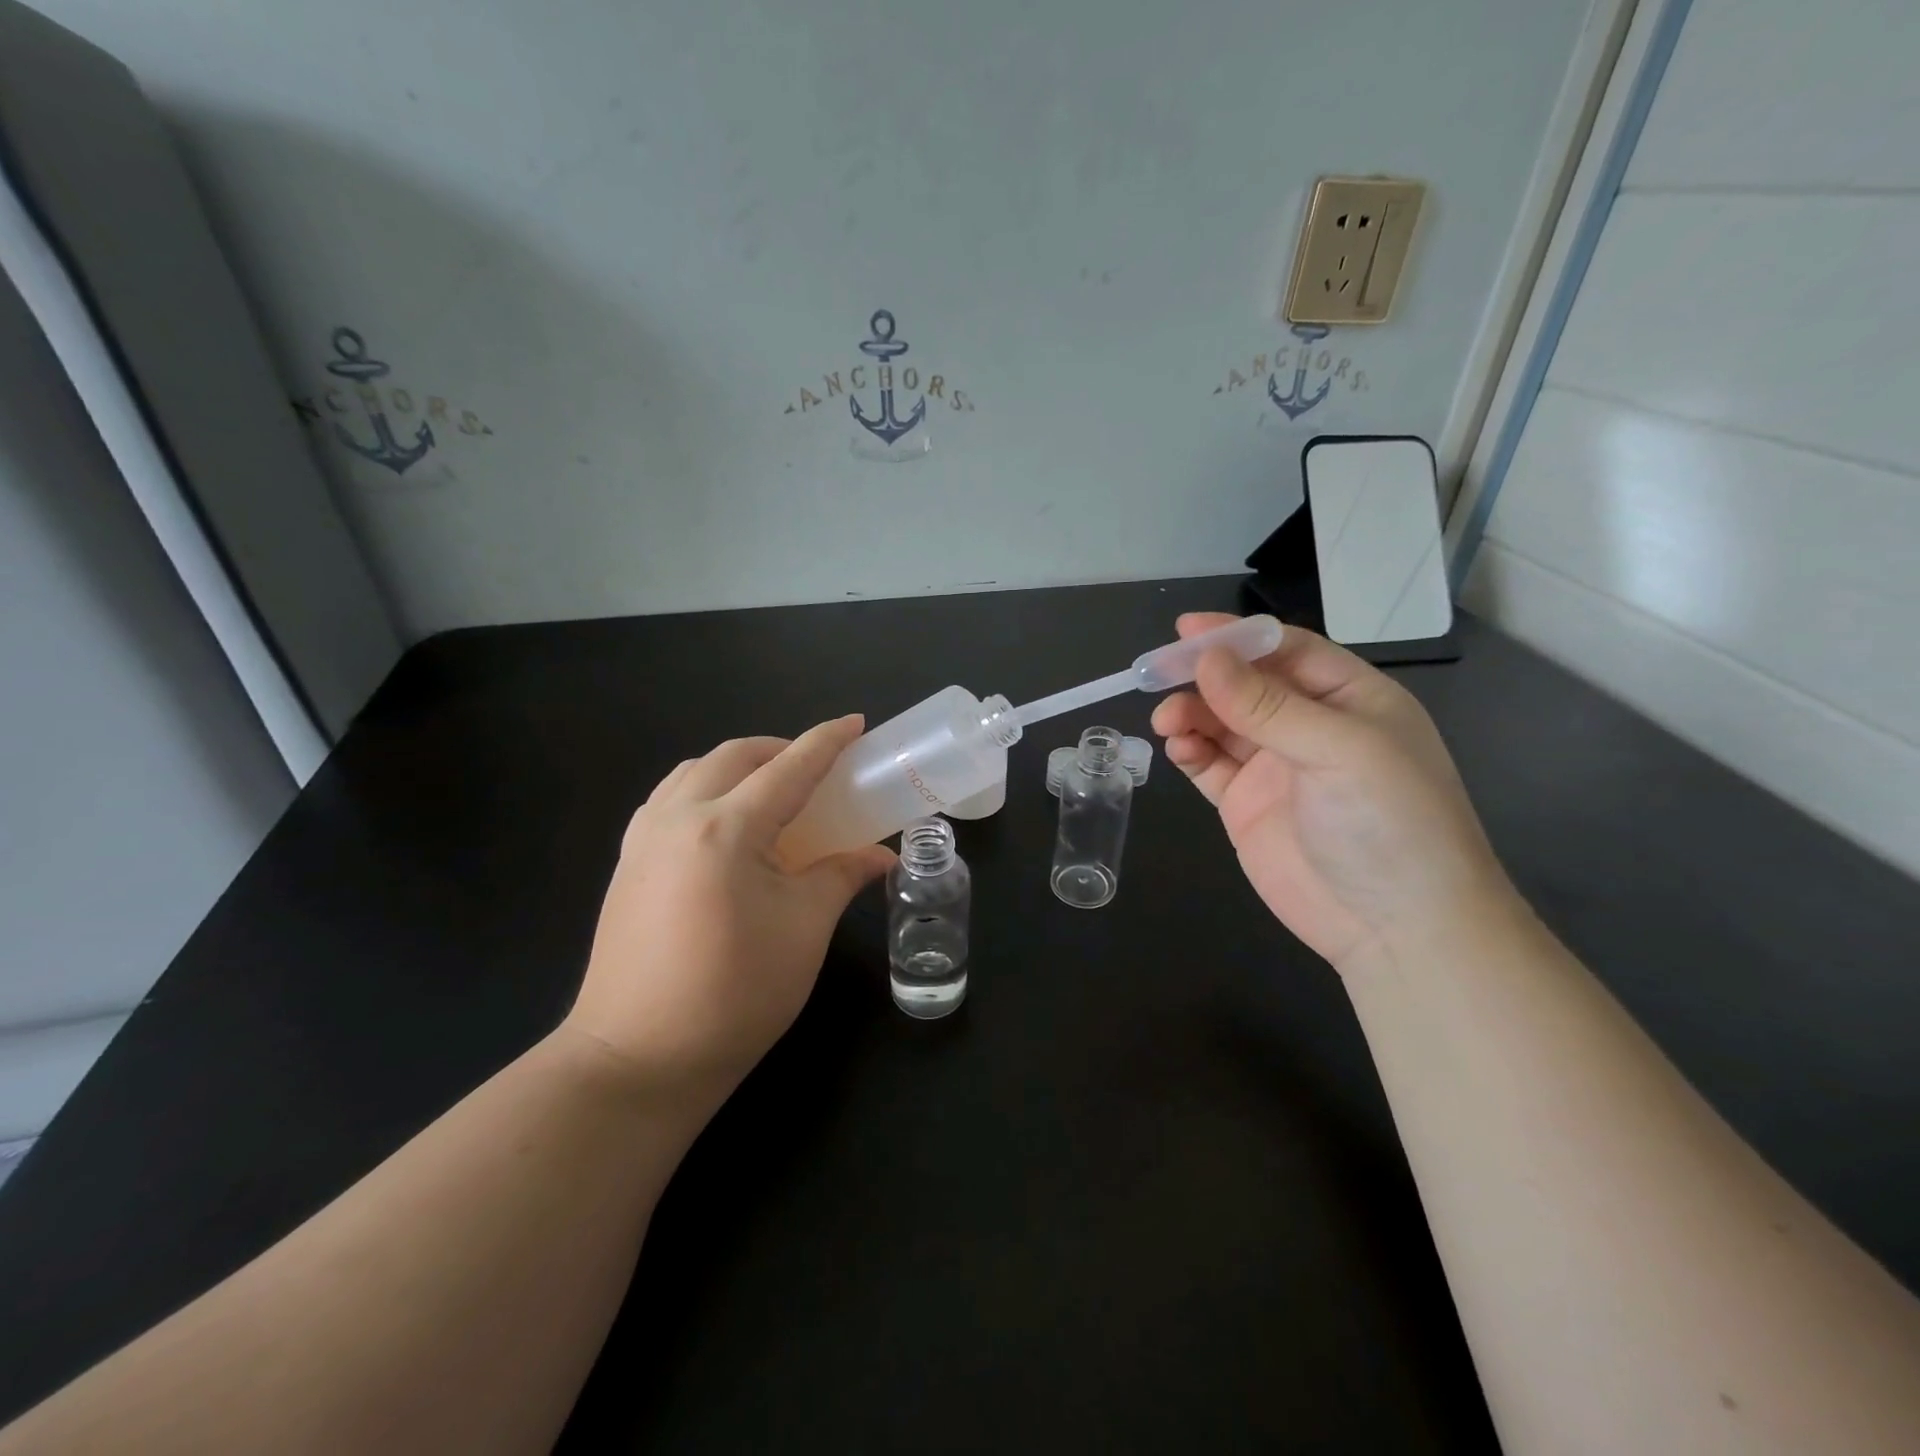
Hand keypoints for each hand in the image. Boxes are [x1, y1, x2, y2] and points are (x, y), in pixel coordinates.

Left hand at [562, 717, 894, 1102]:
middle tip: (818, 768)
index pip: (788, 768)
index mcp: (727, 829)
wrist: (639, 1058)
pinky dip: (704, 789)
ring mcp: (644, 839)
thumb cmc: (736, 993)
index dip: (827, 742)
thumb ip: (842, 876)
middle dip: (780, 749)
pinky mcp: (627, 863)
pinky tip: (724, 824)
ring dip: (738, 766)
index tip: (856, 723)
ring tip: (771, 791)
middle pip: (734, 756)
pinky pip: (669, 800)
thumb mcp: (805, 929)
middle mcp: (678, 818)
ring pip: (694, 772)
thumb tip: (880, 855)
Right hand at [1151, 614, 1513, 970]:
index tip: (1186, 631)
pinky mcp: (1246, 805)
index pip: (1286, 651)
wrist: (1397, 928)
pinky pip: (1209, 765)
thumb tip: (1206, 660)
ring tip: (1167, 721)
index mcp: (1349, 700)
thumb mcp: (1338, 751)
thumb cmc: (1389, 822)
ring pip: (1220, 723)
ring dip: (1190, 714)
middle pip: (1245, 684)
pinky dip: (1189, 751)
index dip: (1236, 637)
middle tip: (1156, 674)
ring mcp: (1275, 767)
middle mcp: (1310, 727)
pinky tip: (1178, 750)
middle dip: (1203, 677)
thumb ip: (1267, 706)